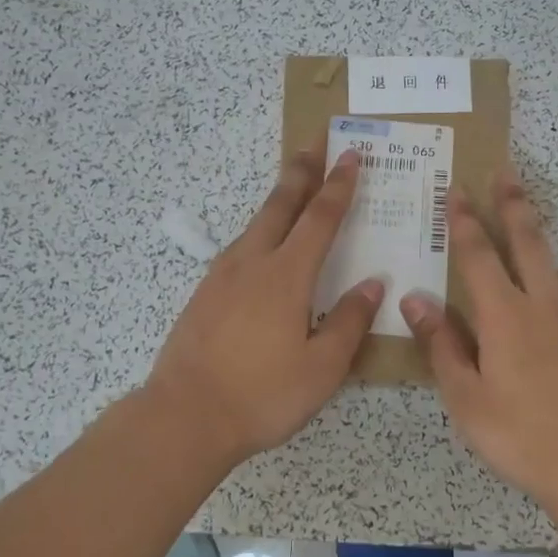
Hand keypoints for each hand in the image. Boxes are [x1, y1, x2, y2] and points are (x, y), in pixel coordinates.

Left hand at [145, 148, 382, 467]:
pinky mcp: (204, 294)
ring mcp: (222, 277)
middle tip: (315, 140)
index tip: (350, 155)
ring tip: (292, 183)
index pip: (319, 219)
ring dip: (278, 197)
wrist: (184, 416)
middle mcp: (252, 264)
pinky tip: (261, 243)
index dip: (338, 186)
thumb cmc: (262, 395)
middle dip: (301, 170)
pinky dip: (259, 229)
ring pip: (256, 223)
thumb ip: (349, 322)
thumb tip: (373, 284)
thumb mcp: (321, 368)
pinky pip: (239, 247)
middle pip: (280, 205)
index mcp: (286, 277)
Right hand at [401, 167, 557, 506]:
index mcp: (504, 316)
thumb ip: (441, 343)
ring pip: (550, 262)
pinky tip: (543, 283)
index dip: (464, 220)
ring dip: (533, 231)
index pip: (478, 255)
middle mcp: (541, 305)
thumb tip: (415, 297)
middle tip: (505, 171)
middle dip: (512, 204)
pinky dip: (548, 271)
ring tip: (524, 211)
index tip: (456, 189)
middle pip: (526, 242)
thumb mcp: (465, 397)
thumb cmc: (519, 435)